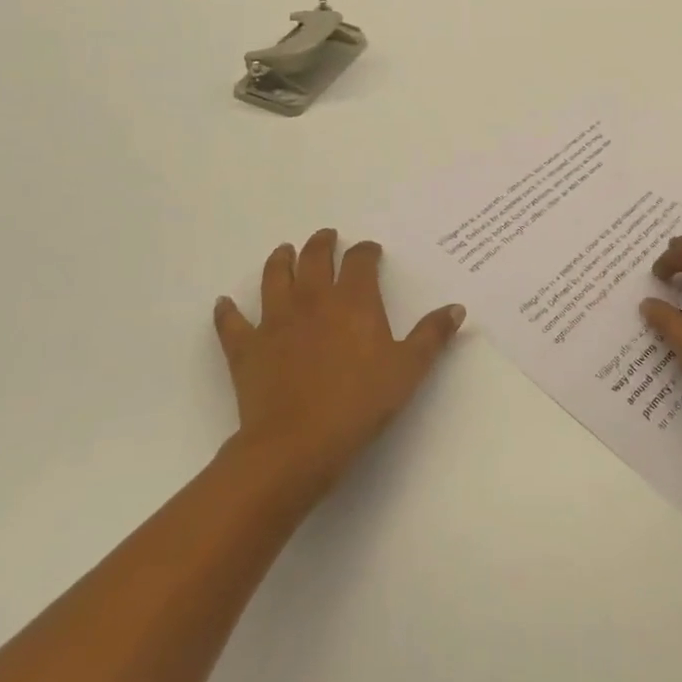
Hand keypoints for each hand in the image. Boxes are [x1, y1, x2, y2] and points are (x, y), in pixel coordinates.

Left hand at [214, 229, 464, 500]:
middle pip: (313, 258)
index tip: (370, 251)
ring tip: (284, 252)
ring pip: (274, 278)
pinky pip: (232, 322)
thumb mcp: (408, 369)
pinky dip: (228, 311)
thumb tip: (456, 307)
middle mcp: (312, 300)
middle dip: (321, 244)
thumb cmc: (359, 403)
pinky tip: (225, 304)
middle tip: (325, 237)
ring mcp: (274, 321)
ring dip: (279, 261)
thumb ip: (432, 335)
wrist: (297, 444)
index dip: (365, 251)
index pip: (359, 261)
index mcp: (353, 300)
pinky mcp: (246, 347)